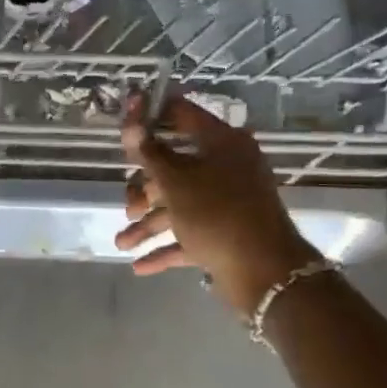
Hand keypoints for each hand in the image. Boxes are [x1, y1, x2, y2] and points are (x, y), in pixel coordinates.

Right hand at [115, 93, 316, 318]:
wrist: (264, 272)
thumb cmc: (217, 214)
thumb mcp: (175, 182)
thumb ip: (149, 153)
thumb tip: (131, 121)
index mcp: (222, 144)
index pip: (182, 115)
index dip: (151, 115)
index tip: (124, 123)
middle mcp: (226, 168)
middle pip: (174, 168)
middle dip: (144, 190)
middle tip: (128, 207)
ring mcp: (226, 203)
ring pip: (178, 206)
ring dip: (148, 225)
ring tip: (122, 244)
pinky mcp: (224, 233)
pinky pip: (188, 235)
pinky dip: (164, 248)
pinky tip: (139, 266)